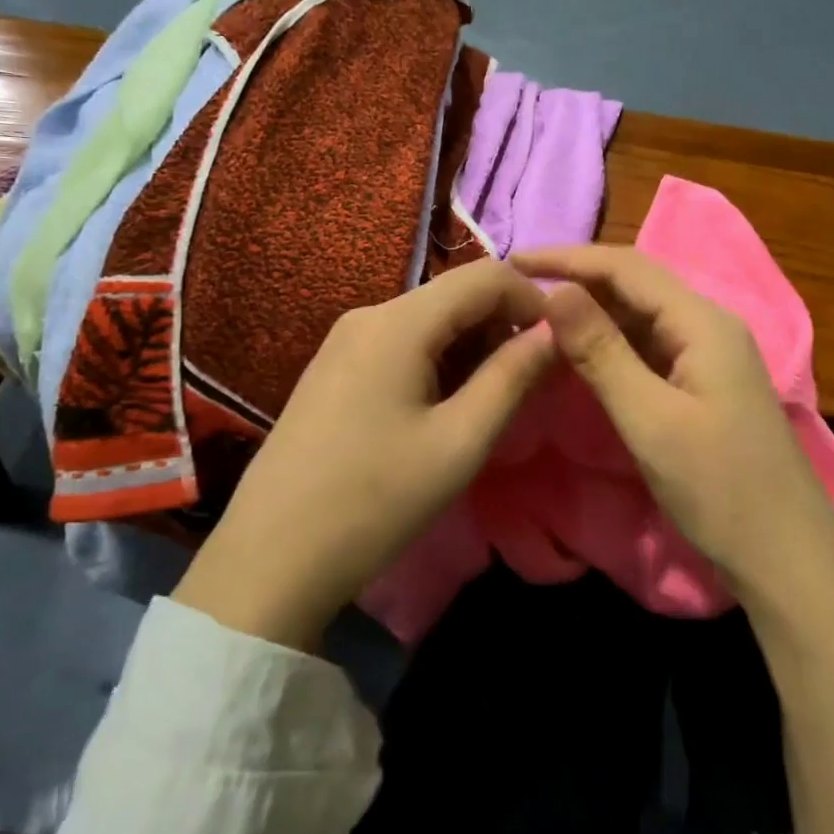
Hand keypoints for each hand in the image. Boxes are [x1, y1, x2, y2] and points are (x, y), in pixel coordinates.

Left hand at [173, 261, 554, 649]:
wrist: (271, 558)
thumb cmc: (375, 500)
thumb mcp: (459, 442)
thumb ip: (512, 377)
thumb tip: (555, 332)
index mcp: (397, 322)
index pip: (485, 275)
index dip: (533, 299)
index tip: (561, 345)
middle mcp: (368, 315)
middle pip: (455, 296)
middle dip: (503, 328)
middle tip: (532, 383)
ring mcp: (344, 342)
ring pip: (430, 322)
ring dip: (473, 349)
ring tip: (492, 404)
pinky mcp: (333, 370)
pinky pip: (401, 346)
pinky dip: (439, 363)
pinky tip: (444, 410)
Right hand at [508, 244, 833, 601]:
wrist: (786, 553)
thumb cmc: (719, 487)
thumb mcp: (650, 420)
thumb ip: (601, 353)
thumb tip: (555, 292)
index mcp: (702, 322)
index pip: (627, 267)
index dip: (569, 258)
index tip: (514, 261)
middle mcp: (709, 325)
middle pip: (637, 284)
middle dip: (579, 278)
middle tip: (519, 288)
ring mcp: (710, 355)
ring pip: (642, 314)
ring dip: (593, 309)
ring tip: (539, 314)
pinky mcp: (705, 383)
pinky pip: (651, 345)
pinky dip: (612, 342)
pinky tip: (582, 351)